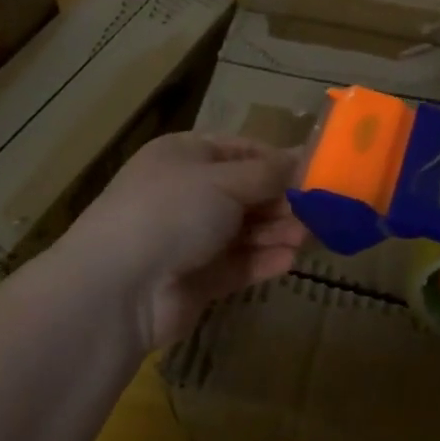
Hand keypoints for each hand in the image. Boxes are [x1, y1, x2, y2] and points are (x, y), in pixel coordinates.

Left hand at [59, 132, 306, 348]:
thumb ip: (268, 173)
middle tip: (322, 209)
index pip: (240, 151)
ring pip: (245, 230)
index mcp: (185, 156)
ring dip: (276, 231)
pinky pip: (238, 264)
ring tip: (310, 236)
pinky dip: (262, 261)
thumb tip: (304, 158)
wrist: (117, 289)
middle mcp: (187, 193)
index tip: (316, 171)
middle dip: (282, 200)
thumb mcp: (224, 181)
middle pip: (246, 192)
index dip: (277, 161)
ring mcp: (190, 238)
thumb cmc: (171, 212)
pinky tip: (290, 260)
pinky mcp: (197, 279)